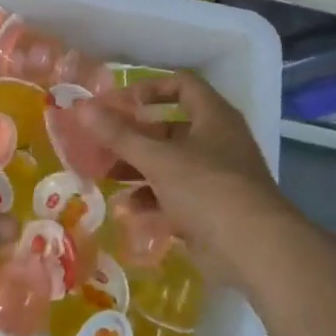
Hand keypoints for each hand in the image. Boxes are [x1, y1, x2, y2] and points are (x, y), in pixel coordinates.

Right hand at [77, 73, 295, 281]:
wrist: (253, 250)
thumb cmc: (206, 189)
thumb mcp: (158, 158)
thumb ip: (118, 134)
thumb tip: (81, 107)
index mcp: (213, 117)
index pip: (182, 86)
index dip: (150, 88)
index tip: (119, 103)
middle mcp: (217, 142)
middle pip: (170, 128)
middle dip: (134, 137)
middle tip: (101, 144)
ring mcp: (216, 178)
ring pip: (170, 165)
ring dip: (138, 169)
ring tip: (105, 177)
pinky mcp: (211, 210)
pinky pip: (175, 196)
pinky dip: (152, 199)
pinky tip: (128, 209)